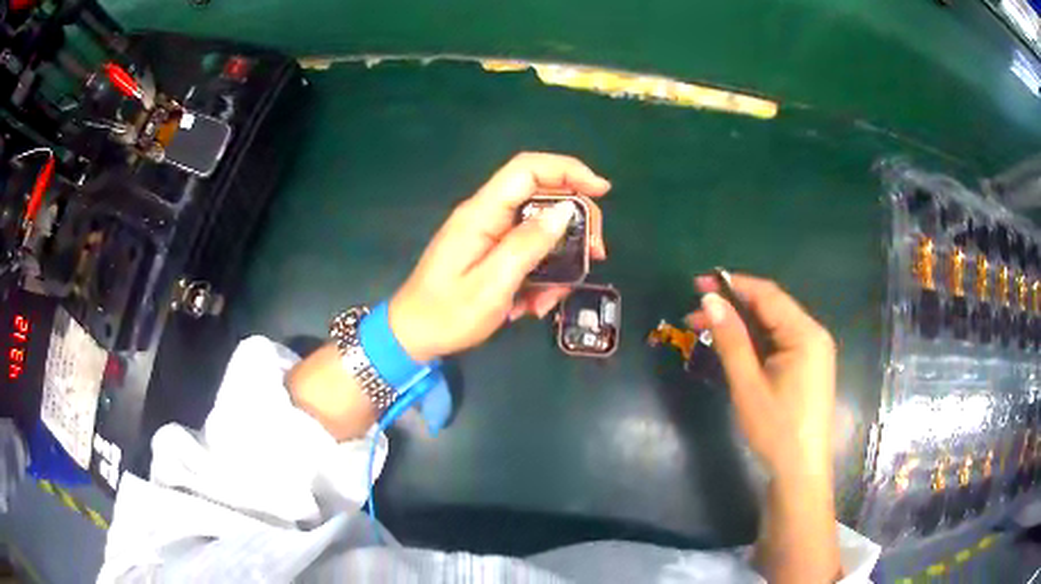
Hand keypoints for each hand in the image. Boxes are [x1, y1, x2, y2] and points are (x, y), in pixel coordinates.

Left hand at [389, 153, 610, 361]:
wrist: (412, 337)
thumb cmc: (447, 314)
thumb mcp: (492, 285)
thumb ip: (528, 245)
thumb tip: (565, 211)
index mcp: (482, 214)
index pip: (528, 169)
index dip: (568, 170)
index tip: (601, 190)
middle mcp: (487, 216)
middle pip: (542, 196)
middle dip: (574, 223)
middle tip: (595, 253)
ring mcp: (489, 234)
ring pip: (540, 231)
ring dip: (557, 261)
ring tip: (550, 299)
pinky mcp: (491, 253)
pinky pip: (527, 253)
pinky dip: (540, 277)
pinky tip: (532, 305)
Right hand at [686, 274, 835, 480]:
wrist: (799, 473)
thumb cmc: (776, 430)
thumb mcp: (748, 384)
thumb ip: (731, 339)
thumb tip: (709, 300)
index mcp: (805, 334)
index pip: (767, 295)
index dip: (732, 284)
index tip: (697, 283)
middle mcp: (813, 335)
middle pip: (771, 308)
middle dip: (733, 307)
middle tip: (694, 314)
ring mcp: (813, 352)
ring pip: (773, 326)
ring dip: (741, 325)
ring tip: (706, 330)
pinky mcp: (808, 367)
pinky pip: (779, 343)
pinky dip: (755, 341)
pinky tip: (734, 348)